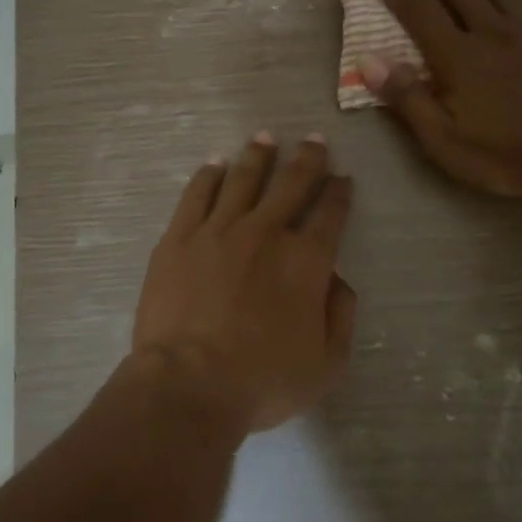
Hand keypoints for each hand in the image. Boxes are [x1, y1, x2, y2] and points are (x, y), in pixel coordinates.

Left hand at [132, 133, 356, 433]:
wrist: (189, 384)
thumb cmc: (263, 381)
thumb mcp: (327, 364)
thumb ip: (341, 316)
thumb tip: (338, 280)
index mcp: (306, 261)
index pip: (330, 214)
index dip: (339, 192)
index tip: (342, 177)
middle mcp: (266, 233)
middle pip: (291, 183)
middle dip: (307, 159)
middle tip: (314, 139)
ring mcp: (218, 230)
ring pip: (243, 179)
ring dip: (258, 155)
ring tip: (265, 137)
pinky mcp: (179, 238)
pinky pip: (197, 194)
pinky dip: (209, 175)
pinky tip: (216, 163)